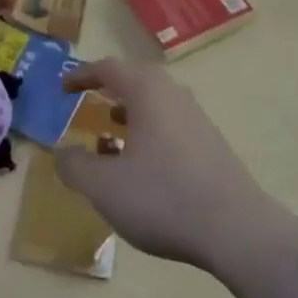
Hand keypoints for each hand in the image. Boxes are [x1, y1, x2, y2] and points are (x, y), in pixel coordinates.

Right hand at [55, 59, 283, 272]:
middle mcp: (172, 93)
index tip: (63, 87)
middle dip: (107, 93)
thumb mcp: (106, 188)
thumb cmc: (164, 198)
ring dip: (128, 117)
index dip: (82, 75)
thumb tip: (60, 152)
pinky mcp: (210, 142)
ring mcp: (195, 116)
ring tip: (108, 142)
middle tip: (86, 106)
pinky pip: (169, 125)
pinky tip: (142, 169)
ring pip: (153, 105)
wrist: (236, 229)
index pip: (108, 68)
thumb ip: (75, 167)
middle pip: (133, 81)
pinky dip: (147, 135)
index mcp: (146, 91)